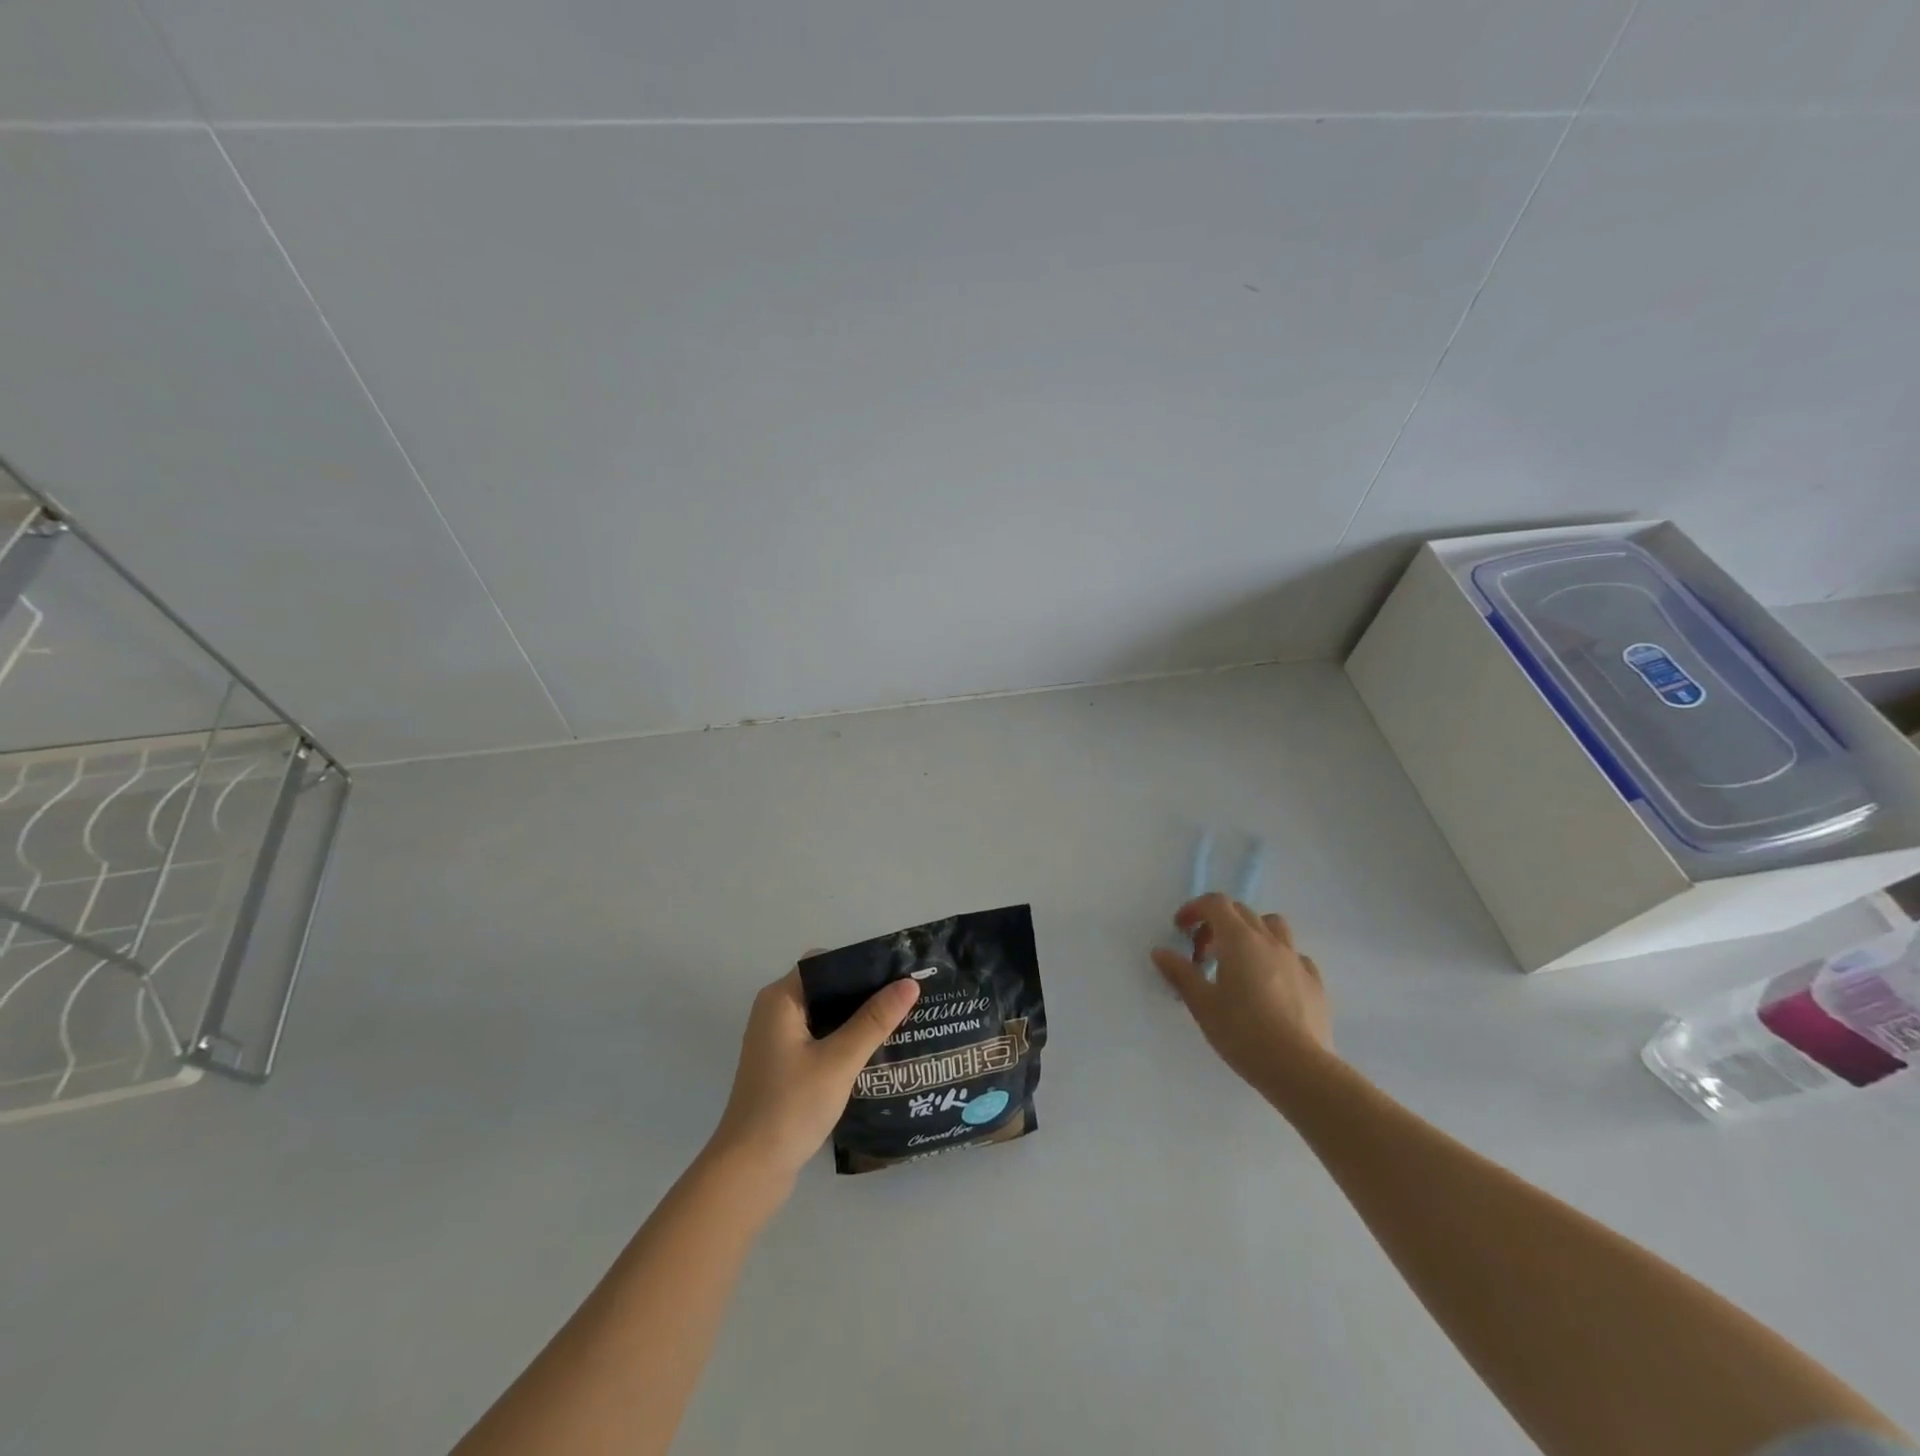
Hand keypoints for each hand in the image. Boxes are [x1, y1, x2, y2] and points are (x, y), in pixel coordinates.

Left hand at [709, 966, 920, 1182]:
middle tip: (907, 995)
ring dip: (857, 1017)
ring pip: (825, 1014)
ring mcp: (778, 1041)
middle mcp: (775, 1012)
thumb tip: (909, 983)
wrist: (749, 1172)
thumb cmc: (790, 1107)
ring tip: (900, 1018)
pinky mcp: (784, 1066)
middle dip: (864, 991)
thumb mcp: (838, 1060)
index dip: (861, 963)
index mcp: (780, 999)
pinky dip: (844, 1038)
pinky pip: (820, 1038)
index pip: (825, 962)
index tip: (898, 970)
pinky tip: (875, 1049)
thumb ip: (874, 1020)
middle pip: (827, 987)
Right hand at [1151, 893, 1335, 1099]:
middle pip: (1241, 912)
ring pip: (1273, 927)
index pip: (1215, 904)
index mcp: (1239, 939)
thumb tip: (1160, 952)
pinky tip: (1271, 983)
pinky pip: (1295, 956)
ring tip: (1240, 960)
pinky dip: (1277, 958)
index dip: (1194, 909)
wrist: (1298, 1068)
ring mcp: (1297, 960)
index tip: (1180, 929)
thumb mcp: (1202, 1004)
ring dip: (1252, 932)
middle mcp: (1269, 941)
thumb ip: (1180, 973)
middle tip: (1202, 953)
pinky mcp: (1315, 982)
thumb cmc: (1242, 1032)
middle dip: (1217, 923)